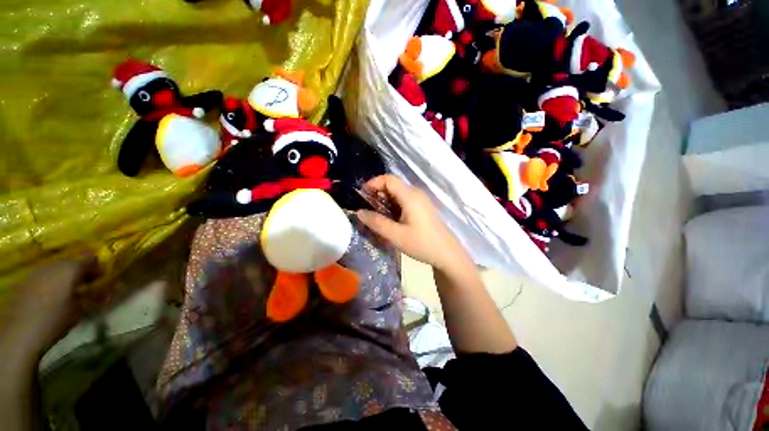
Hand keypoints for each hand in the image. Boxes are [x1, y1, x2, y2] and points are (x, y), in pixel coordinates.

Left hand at [0, 256, 97, 360]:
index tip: (103, 277)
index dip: (98, 267)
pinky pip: (43, 278)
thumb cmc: (56, 320)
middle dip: (79, 272)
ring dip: (63, 278)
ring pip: (55, 270)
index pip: (90, 259)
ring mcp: (36, 272)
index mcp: (71, 268)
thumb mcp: (80, 310)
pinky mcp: (25, 281)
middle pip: (71, 263)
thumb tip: (106, 290)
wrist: (21, 332)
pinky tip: (50, 298)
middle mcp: (53, 264)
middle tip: (85, 286)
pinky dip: (50, 284)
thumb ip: (93, 296)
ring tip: (67, 293)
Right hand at [356, 175, 469, 270]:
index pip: (388, 179)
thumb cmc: (422, 244)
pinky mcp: (422, 207)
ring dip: (385, 200)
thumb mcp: (396, 235)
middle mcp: (416, 193)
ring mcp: (421, 200)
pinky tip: (391, 219)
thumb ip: (376, 222)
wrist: (447, 254)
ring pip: (398, 193)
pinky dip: (394, 205)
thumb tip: (359, 212)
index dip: (373, 183)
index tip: (362, 196)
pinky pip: (404, 200)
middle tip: (368, 209)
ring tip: (377, 215)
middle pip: (393, 185)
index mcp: (410, 196)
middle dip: (377, 193)